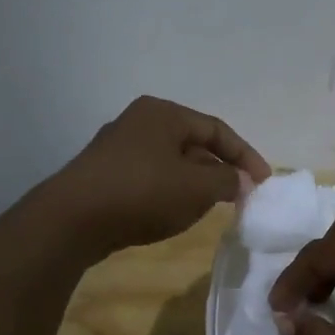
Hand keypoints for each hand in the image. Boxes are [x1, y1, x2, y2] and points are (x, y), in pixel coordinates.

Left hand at [44, 96, 270, 258]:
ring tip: (210, 208)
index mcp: (163, 113)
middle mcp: (140, 122)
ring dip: (195, 183)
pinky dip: (170, 192)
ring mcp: (118, 148)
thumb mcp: (197, 187)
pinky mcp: (105, 174)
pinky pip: (150, 178)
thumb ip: (228, 180)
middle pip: (193, 144)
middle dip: (219, 170)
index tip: (264, 182)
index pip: (217, 130)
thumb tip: (240, 181)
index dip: (245, 155)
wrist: (71, 220)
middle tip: (239, 196)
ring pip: (171, 163)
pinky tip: (173, 214)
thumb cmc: (142, 193)